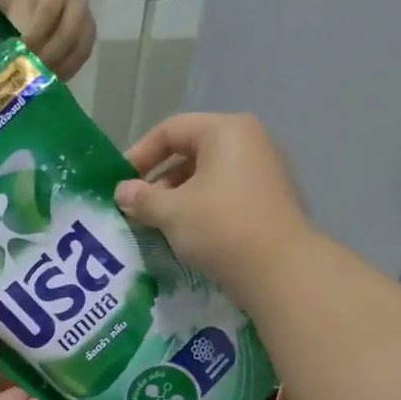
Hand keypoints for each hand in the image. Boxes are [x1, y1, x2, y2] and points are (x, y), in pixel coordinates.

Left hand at [9, 0, 96, 80]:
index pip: (49, 10)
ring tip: (45, 79)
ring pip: (80, 47)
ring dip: (61, 65)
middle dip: (51, 53)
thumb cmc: (27, 11)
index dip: (36, 32)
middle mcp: (79, 1)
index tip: (23, 50)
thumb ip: (23, 27)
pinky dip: (68, 70)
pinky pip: (82, 57)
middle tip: (36, 70)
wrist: (38, 8)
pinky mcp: (89, 40)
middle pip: (70, 31)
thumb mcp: (20, 11)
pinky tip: (54, 79)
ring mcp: (88, 21)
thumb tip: (23, 56)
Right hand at [115, 113, 310, 308]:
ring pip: (208, 175)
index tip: (121, 184)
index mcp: (226, 131)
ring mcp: (264, 170)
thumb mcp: (172, 212)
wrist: (280, 269)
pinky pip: (225, 193)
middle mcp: (249, 141)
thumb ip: (143, 198)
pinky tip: (187, 233)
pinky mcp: (269, 200)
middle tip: (138, 208)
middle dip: (159, 179)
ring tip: (158, 224)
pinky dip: (200, 207)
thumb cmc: (220, 228)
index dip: (140, 154)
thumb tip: (122, 192)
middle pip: (191, 150)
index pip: (171, 130)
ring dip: (177, 196)